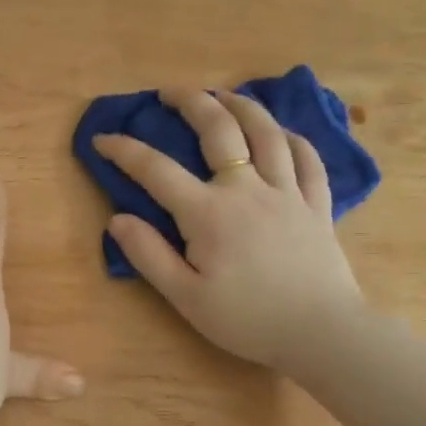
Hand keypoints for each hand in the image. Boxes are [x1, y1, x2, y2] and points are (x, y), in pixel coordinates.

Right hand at [92, 89, 364, 372]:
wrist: (323, 334)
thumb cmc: (248, 320)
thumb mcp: (187, 298)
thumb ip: (149, 256)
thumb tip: (117, 219)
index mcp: (208, 212)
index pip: (156, 170)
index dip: (124, 150)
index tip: (102, 139)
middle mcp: (247, 189)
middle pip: (218, 129)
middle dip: (190, 101)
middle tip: (169, 91)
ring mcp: (287, 192)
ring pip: (266, 132)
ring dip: (241, 105)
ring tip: (223, 94)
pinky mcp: (316, 204)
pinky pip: (307, 158)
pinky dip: (292, 138)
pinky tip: (281, 132)